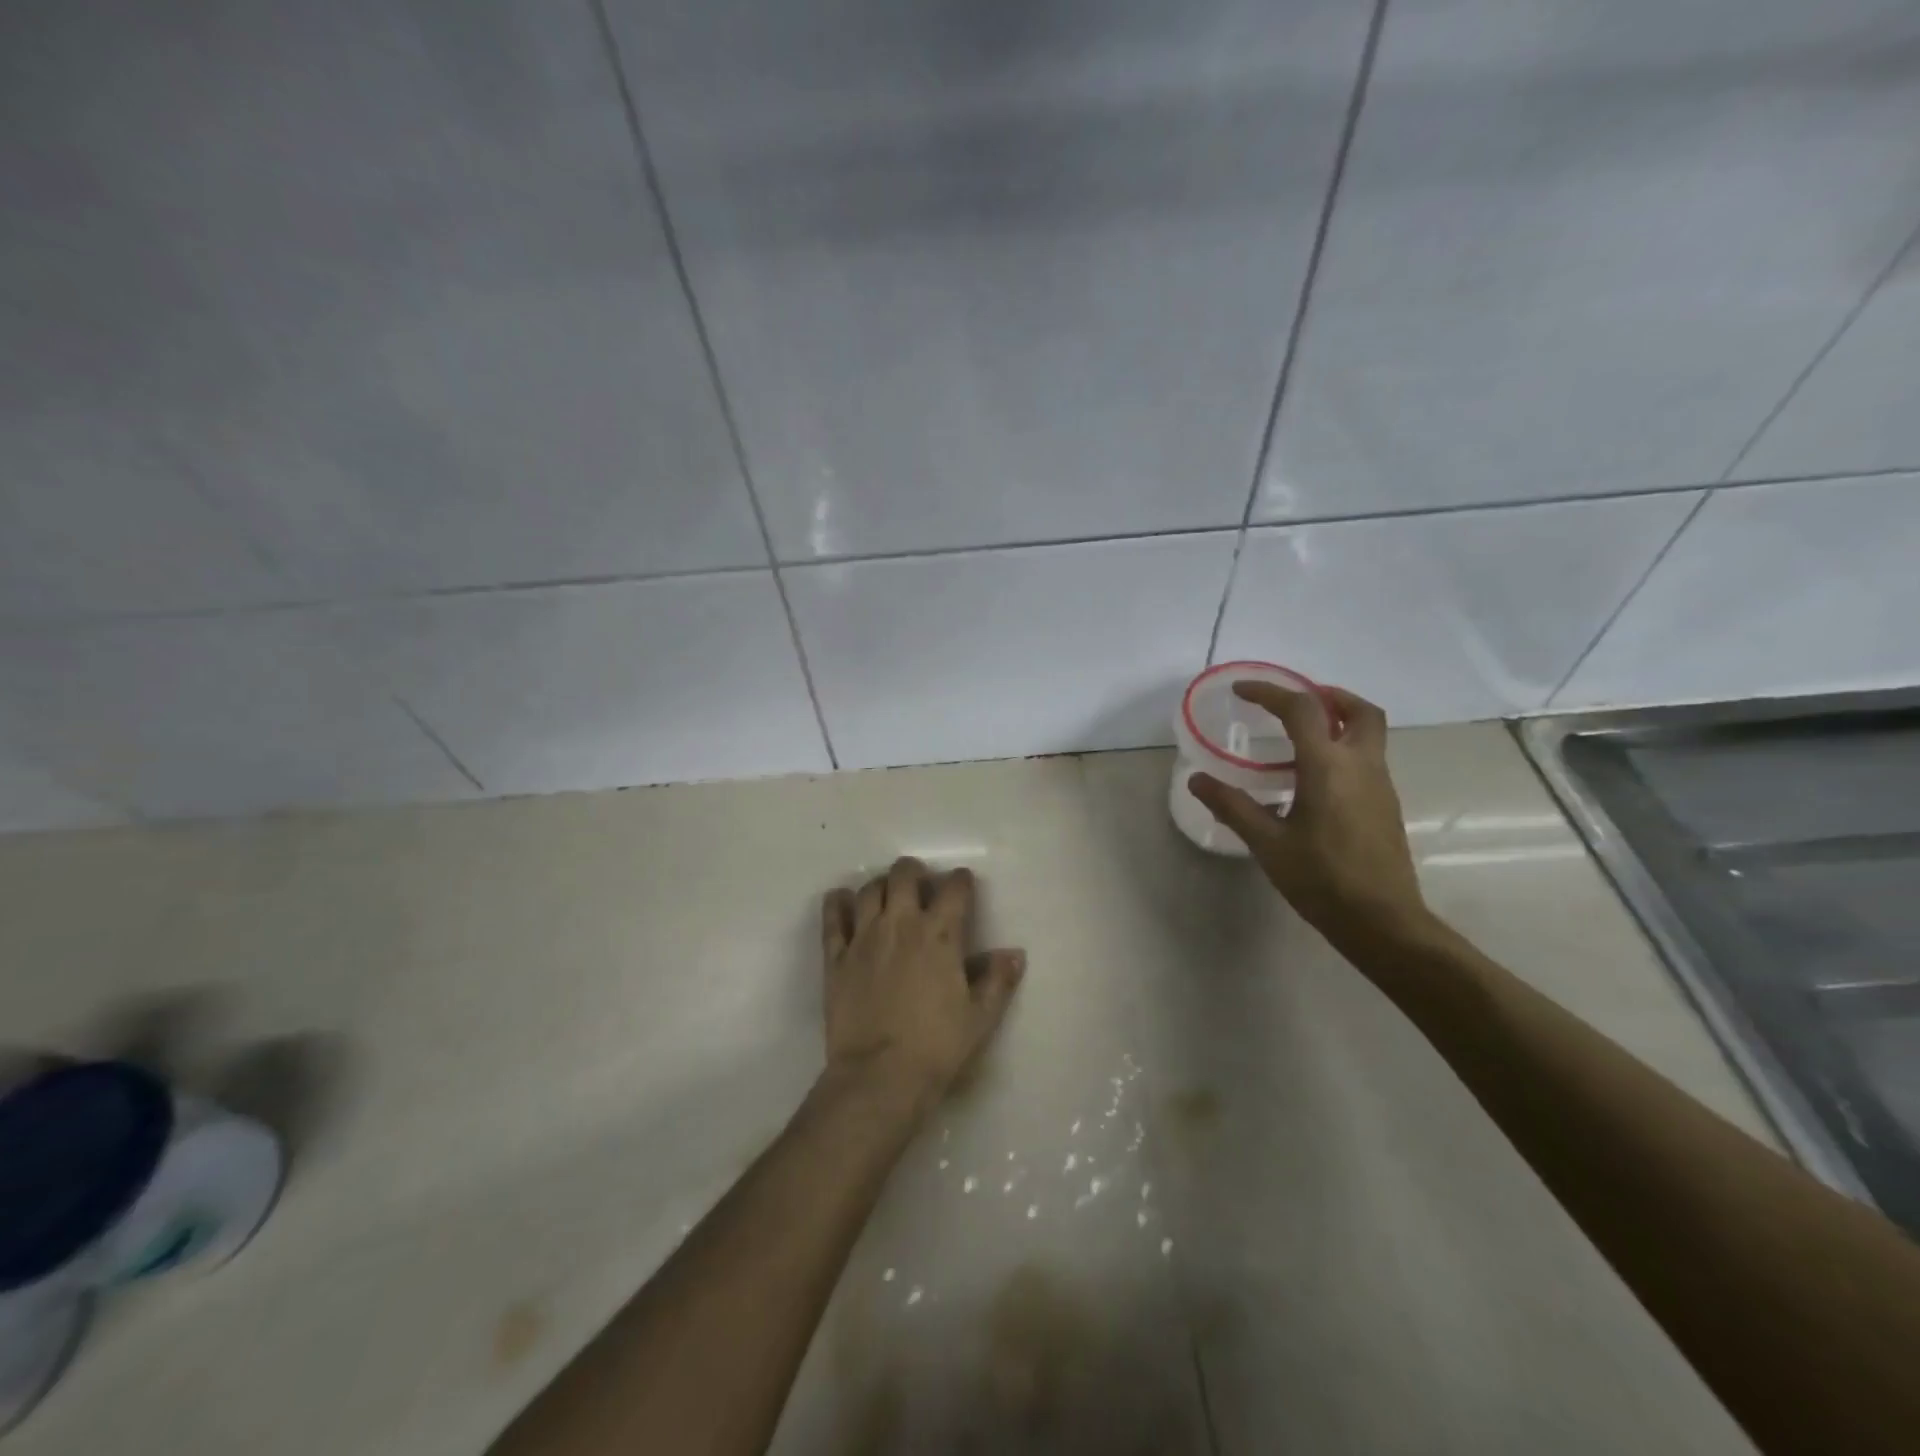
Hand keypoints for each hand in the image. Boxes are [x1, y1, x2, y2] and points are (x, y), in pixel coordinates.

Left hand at [819, 857, 1024, 1115]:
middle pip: (904, 875)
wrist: (880, 1075)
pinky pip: (832, 918)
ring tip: (886, 893)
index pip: (954, 889)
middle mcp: (901, 924)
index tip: (963, 882)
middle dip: (914, 871)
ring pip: (868, 890)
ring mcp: (864, 938)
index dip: (961, 880)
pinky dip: (836, 903)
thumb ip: (997, 981)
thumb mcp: (980, 1017)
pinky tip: (839, 899)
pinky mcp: (835, 957)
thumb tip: (1015, 954)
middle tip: (919, 881)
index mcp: (940, 935)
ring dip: (880, 885)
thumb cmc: (937, 1046)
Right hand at [1188, 683, 1433, 955]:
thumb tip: (1198, 780)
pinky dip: (1343, 748)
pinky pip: (1368, 758)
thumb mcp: (1268, 843)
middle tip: (1294, 702)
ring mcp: (1381, 784)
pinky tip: (1314, 778)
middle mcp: (1361, 765)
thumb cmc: (1322, 879)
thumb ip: (1232, 806)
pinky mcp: (1386, 805)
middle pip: (1359, 710)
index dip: (1271, 692)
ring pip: (1369, 733)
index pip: (1302, 710)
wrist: (1382, 921)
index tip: (1243, 690)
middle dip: (1328, 695)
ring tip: (1298, 737)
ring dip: (1338, 720)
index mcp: (1328, 767)